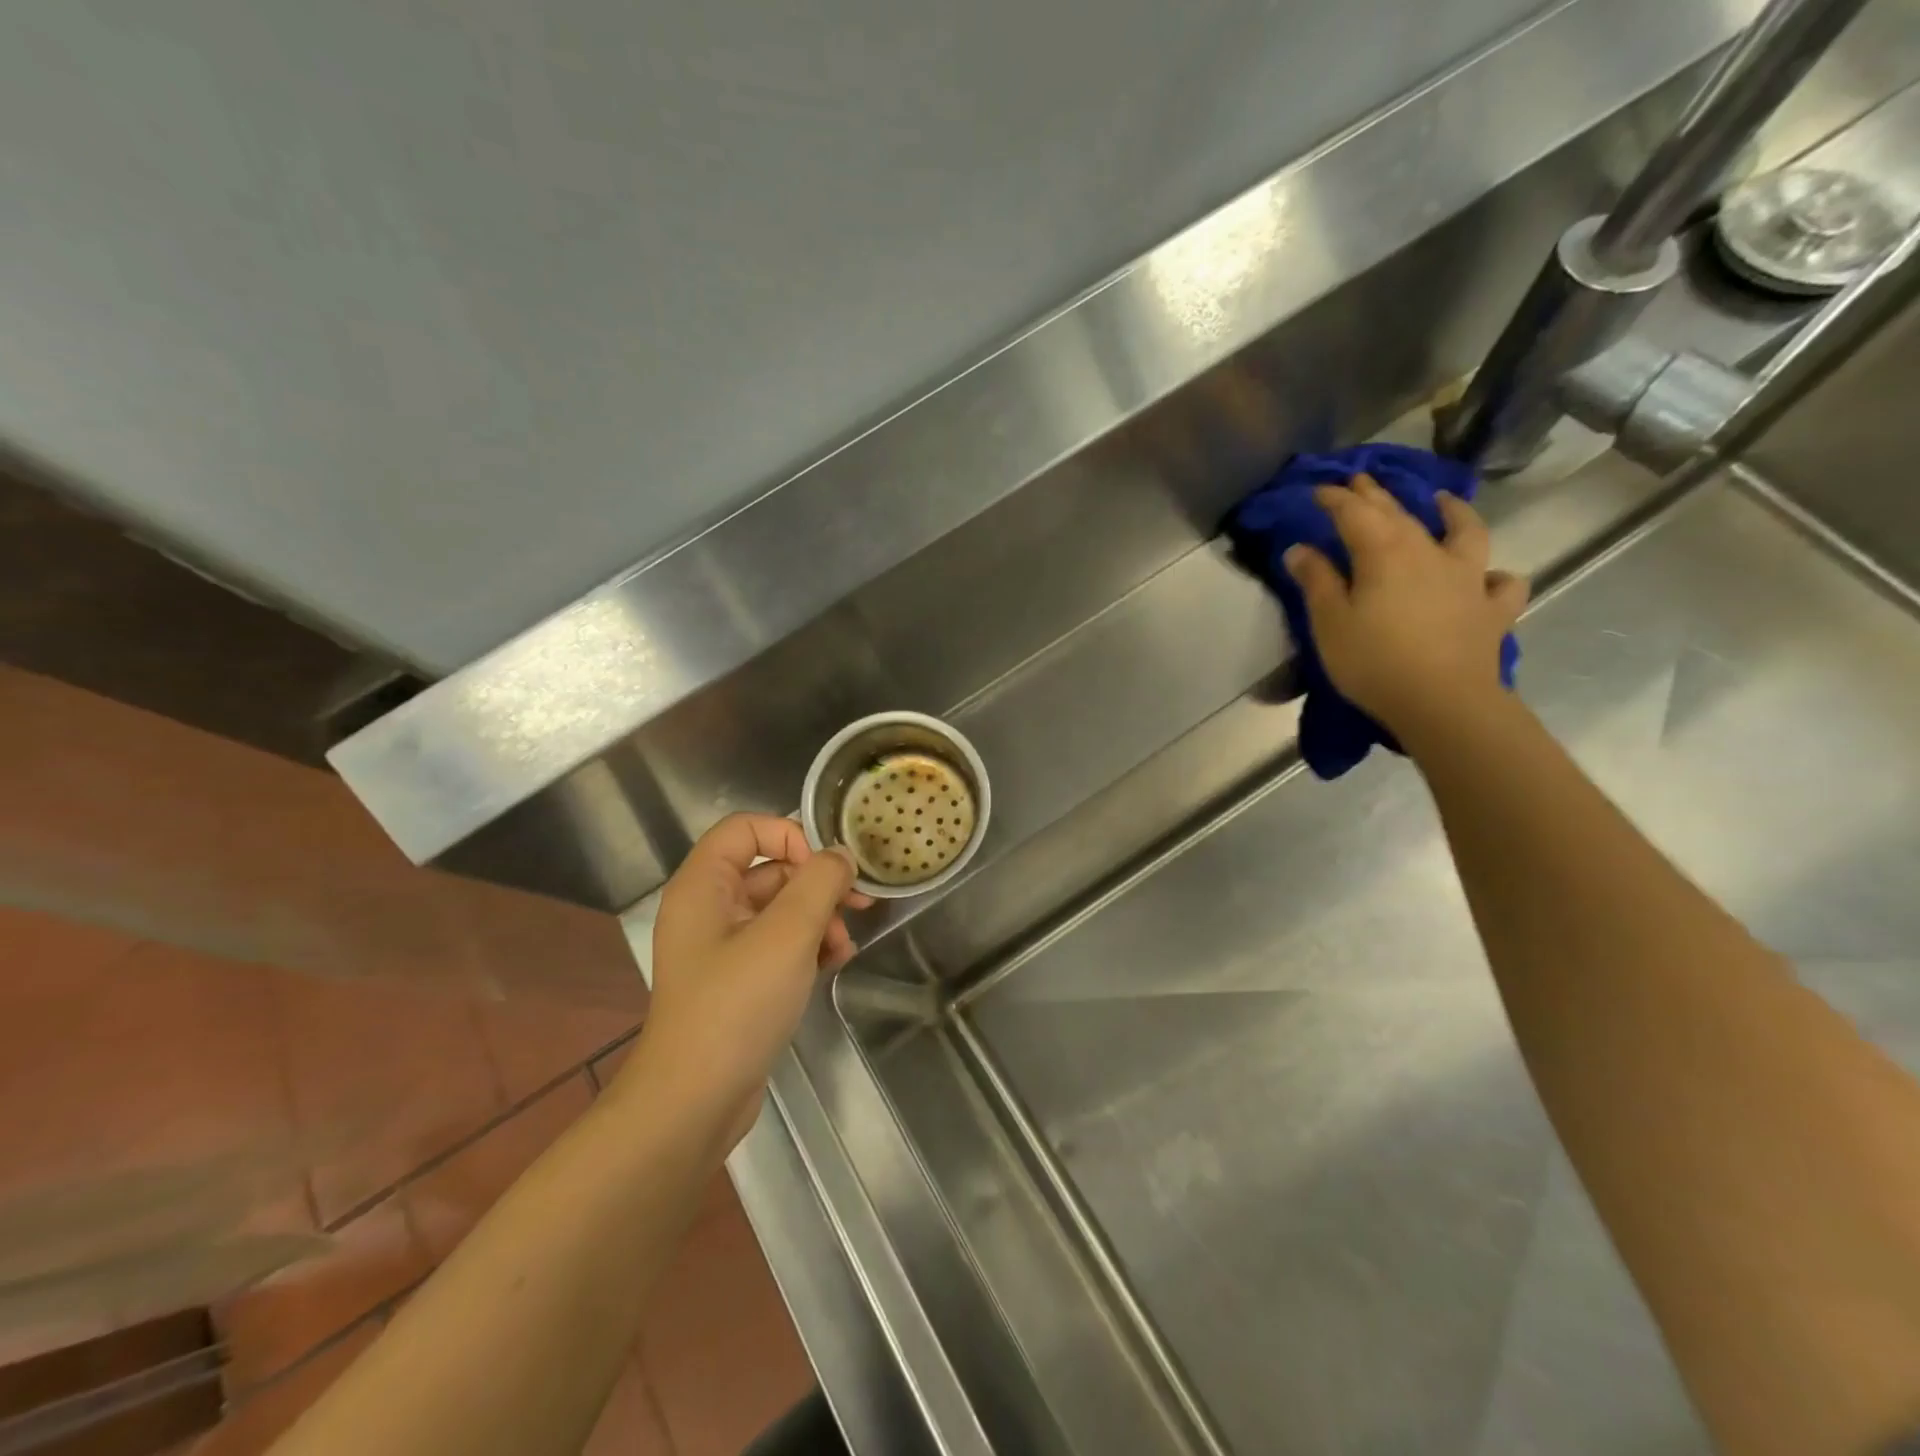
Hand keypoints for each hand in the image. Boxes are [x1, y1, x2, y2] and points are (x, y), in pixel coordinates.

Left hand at [623, 814, 870, 1145]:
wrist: (694, 1102)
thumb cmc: (736, 1005)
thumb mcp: (787, 934)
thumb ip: (819, 883)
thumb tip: (840, 856)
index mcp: (703, 885)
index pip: (747, 827)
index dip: (791, 835)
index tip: (828, 866)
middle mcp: (707, 908)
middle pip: (770, 869)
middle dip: (817, 885)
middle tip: (859, 905)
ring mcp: (721, 947)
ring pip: (780, 909)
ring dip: (818, 919)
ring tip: (843, 949)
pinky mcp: (736, 980)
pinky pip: (777, 943)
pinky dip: (807, 947)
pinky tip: (833, 965)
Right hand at [1285, 473, 1526, 742]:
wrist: (1442, 702)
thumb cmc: (1374, 661)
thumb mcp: (1330, 622)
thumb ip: (1316, 581)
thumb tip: (1300, 548)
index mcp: (1384, 554)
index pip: (1355, 514)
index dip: (1335, 499)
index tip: (1318, 490)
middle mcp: (1429, 553)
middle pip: (1401, 514)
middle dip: (1377, 495)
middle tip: (1362, 481)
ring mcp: (1468, 578)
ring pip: (1465, 532)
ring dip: (1453, 512)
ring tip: (1442, 501)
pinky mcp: (1492, 609)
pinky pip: (1501, 583)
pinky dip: (1494, 575)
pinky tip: (1487, 578)